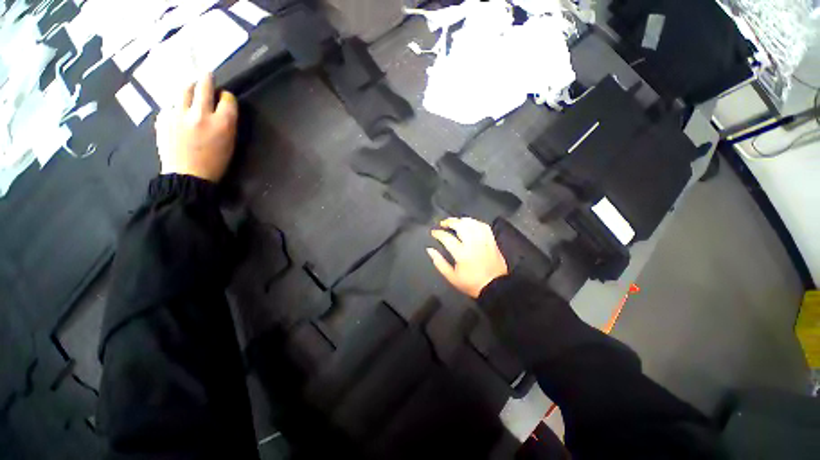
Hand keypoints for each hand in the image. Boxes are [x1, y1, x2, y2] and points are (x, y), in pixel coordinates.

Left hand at [156, 73, 238, 182]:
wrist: (188, 176)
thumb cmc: (215, 163)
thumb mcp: (229, 144)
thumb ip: (226, 123)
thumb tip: (220, 108)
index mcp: (223, 123)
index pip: (227, 98)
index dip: (227, 96)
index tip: (224, 98)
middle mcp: (202, 114)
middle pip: (204, 86)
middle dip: (207, 79)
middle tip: (208, 75)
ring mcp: (180, 114)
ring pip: (184, 89)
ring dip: (189, 87)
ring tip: (190, 89)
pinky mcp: (164, 117)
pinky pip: (171, 105)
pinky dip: (176, 107)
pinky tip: (178, 115)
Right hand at [427, 217, 508, 298]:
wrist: (495, 288)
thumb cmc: (471, 283)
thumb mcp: (451, 277)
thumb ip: (439, 262)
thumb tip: (430, 249)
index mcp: (462, 254)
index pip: (447, 238)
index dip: (438, 233)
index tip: (434, 232)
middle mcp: (473, 244)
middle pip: (461, 226)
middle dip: (450, 222)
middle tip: (443, 223)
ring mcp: (484, 241)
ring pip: (473, 224)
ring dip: (462, 220)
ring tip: (456, 222)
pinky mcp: (492, 242)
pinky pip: (484, 227)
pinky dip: (476, 223)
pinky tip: (471, 224)